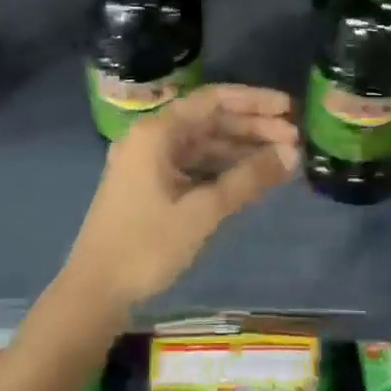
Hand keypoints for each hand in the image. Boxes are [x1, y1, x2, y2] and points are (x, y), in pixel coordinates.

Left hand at [61, 85, 299, 316]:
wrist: (95, 290)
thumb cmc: (146, 245)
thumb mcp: (203, 211)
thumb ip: (248, 178)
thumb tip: (292, 153)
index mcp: (157, 132)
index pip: (213, 100)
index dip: (254, 101)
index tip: (290, 108)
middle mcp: (151, 138)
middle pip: (209, 120)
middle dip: (252, 127)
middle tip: (295, 138)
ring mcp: (149, 162)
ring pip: (203, 144)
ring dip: (240, 148)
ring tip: (281, 157)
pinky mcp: (150, 185)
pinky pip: (193, 165)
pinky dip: (222, 168)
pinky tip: (251, 176)